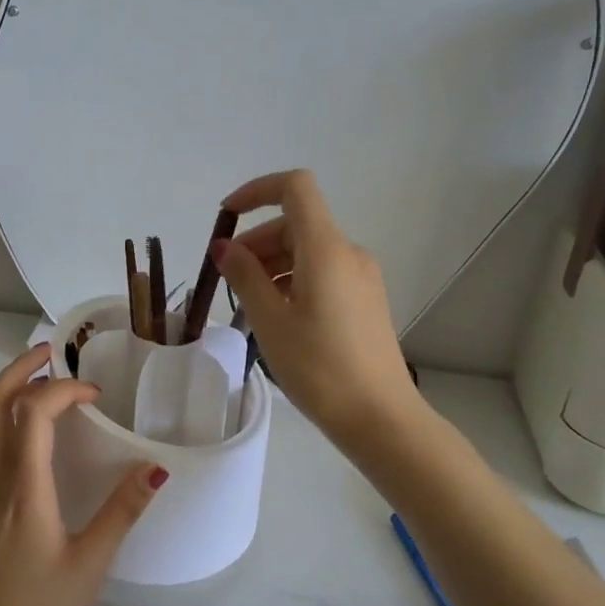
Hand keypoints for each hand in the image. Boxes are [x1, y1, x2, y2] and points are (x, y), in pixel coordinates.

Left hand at [0, 346, 167, 605]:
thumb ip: (122, 511)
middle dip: (20, 369)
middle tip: (51, 352)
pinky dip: (6, 421)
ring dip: (10, 392)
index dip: (63, 391)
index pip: (33, 414)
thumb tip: (156, 467)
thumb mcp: (90, 563)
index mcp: (23, 489)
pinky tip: (33, 439)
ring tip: (44, 383)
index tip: (95, 396)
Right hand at [214, 169, 421, 446]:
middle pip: (297, 223)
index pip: (295, 188)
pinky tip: (278, 316)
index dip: (256, 191)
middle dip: (257, 240)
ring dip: (273, 263)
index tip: (226, 218)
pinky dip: (294, 279)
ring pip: (308, 250)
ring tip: (249, 304)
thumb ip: (244, 276)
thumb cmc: (319, 367)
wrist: (380, 417)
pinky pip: (323, 272)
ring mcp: (362, 276)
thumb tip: (224, 247)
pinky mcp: (366, 299)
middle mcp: (349, 252)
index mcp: (326, 249)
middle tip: (227, 279)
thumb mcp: (270, 321)